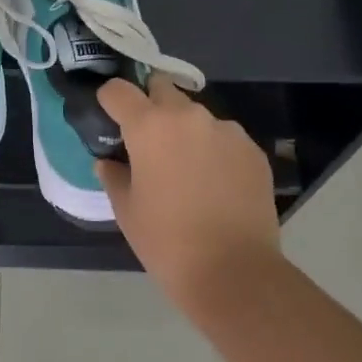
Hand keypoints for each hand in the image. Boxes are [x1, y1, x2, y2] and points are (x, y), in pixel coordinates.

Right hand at [97, 76, 286, 314]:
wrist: (233, 271)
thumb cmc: (166, 241)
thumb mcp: (126, 210)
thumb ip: (113, 176)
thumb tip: (109, 162)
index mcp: (149, 127)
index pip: (118, 90)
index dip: (109, 100)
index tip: (108, 117)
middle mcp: (189, 117)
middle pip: (162, 89)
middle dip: (150, 105)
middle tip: (147, 139)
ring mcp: (227, 131)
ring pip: (197, 115)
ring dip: (185, 130)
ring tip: (186, 168)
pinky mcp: (253, 151)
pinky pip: (225, 138)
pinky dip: (214, 150)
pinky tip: (214, 184)